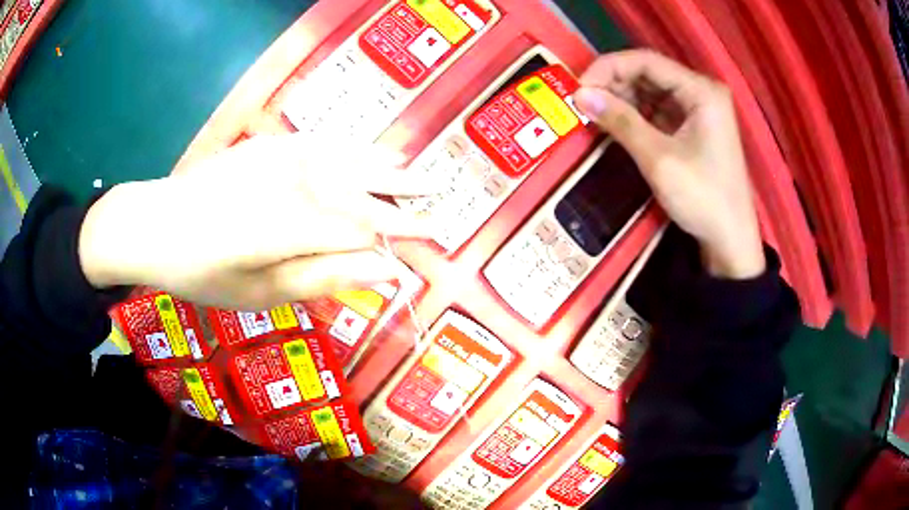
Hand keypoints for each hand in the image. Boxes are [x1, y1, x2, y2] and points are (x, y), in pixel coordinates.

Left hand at [79, 134, 432, 309]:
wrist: (154, 223)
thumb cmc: (202, 271)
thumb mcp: (261, 293)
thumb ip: (325, 278)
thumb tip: (384, 271)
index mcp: (292, 224)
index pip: (365, 226)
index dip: (401, 232)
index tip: (435, 236)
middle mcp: (292, 180)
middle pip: (361, 184)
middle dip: (403, 190)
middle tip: (439, 194)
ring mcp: (278, 155)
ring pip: (345, 156)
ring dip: (382, 163)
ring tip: (414, 168)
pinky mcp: (267, 144)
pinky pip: (320, 141)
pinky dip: (348, 146)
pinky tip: (363, 149)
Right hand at [574, 50, 765, 278]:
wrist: (730, 241)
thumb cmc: (702, 198)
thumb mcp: (659, 158)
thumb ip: (620, 121)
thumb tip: (579, 95)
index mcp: (701, 91)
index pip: (647, 61)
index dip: (609, 68)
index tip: (579, 87)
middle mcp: (701, 92)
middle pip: (649, 73)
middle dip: (614, 84)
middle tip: (582, 102)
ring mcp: (698, 111)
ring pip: (651, 92)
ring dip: (622, 100)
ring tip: (593, 113)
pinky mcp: (693, 128)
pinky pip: (658, 111)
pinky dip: (635, 116)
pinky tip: (614, 123)